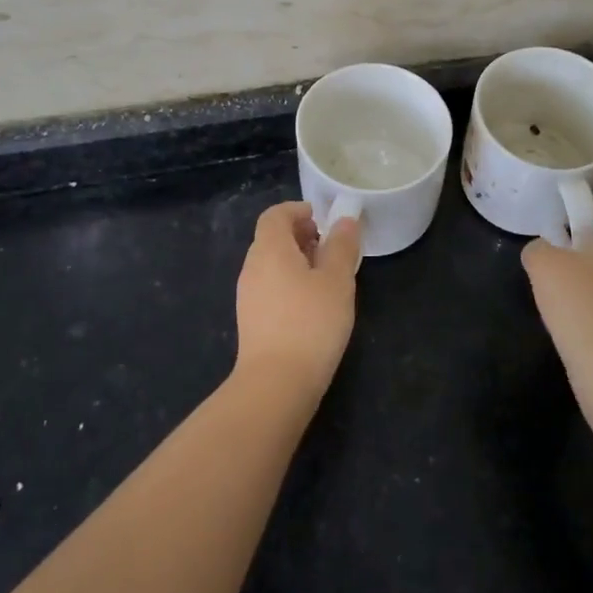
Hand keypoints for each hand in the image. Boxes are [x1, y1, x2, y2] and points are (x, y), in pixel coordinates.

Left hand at [235, 202, 362, 398]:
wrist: (276, 382)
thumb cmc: (311, 322)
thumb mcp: (337, 280)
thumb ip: (342, 246)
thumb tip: (345, 220)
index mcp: (270, 249)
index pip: (275, 215)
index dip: (297, 210)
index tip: (321, 218)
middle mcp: (252, 267)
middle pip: (271, 238)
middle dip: (299, 235)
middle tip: (328, 245)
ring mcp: (247, 295)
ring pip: (270, 264)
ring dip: (295, 260)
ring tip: (325, 275)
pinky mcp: (251, 320)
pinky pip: (269, 286)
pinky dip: (288, 282)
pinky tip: (311, 303)